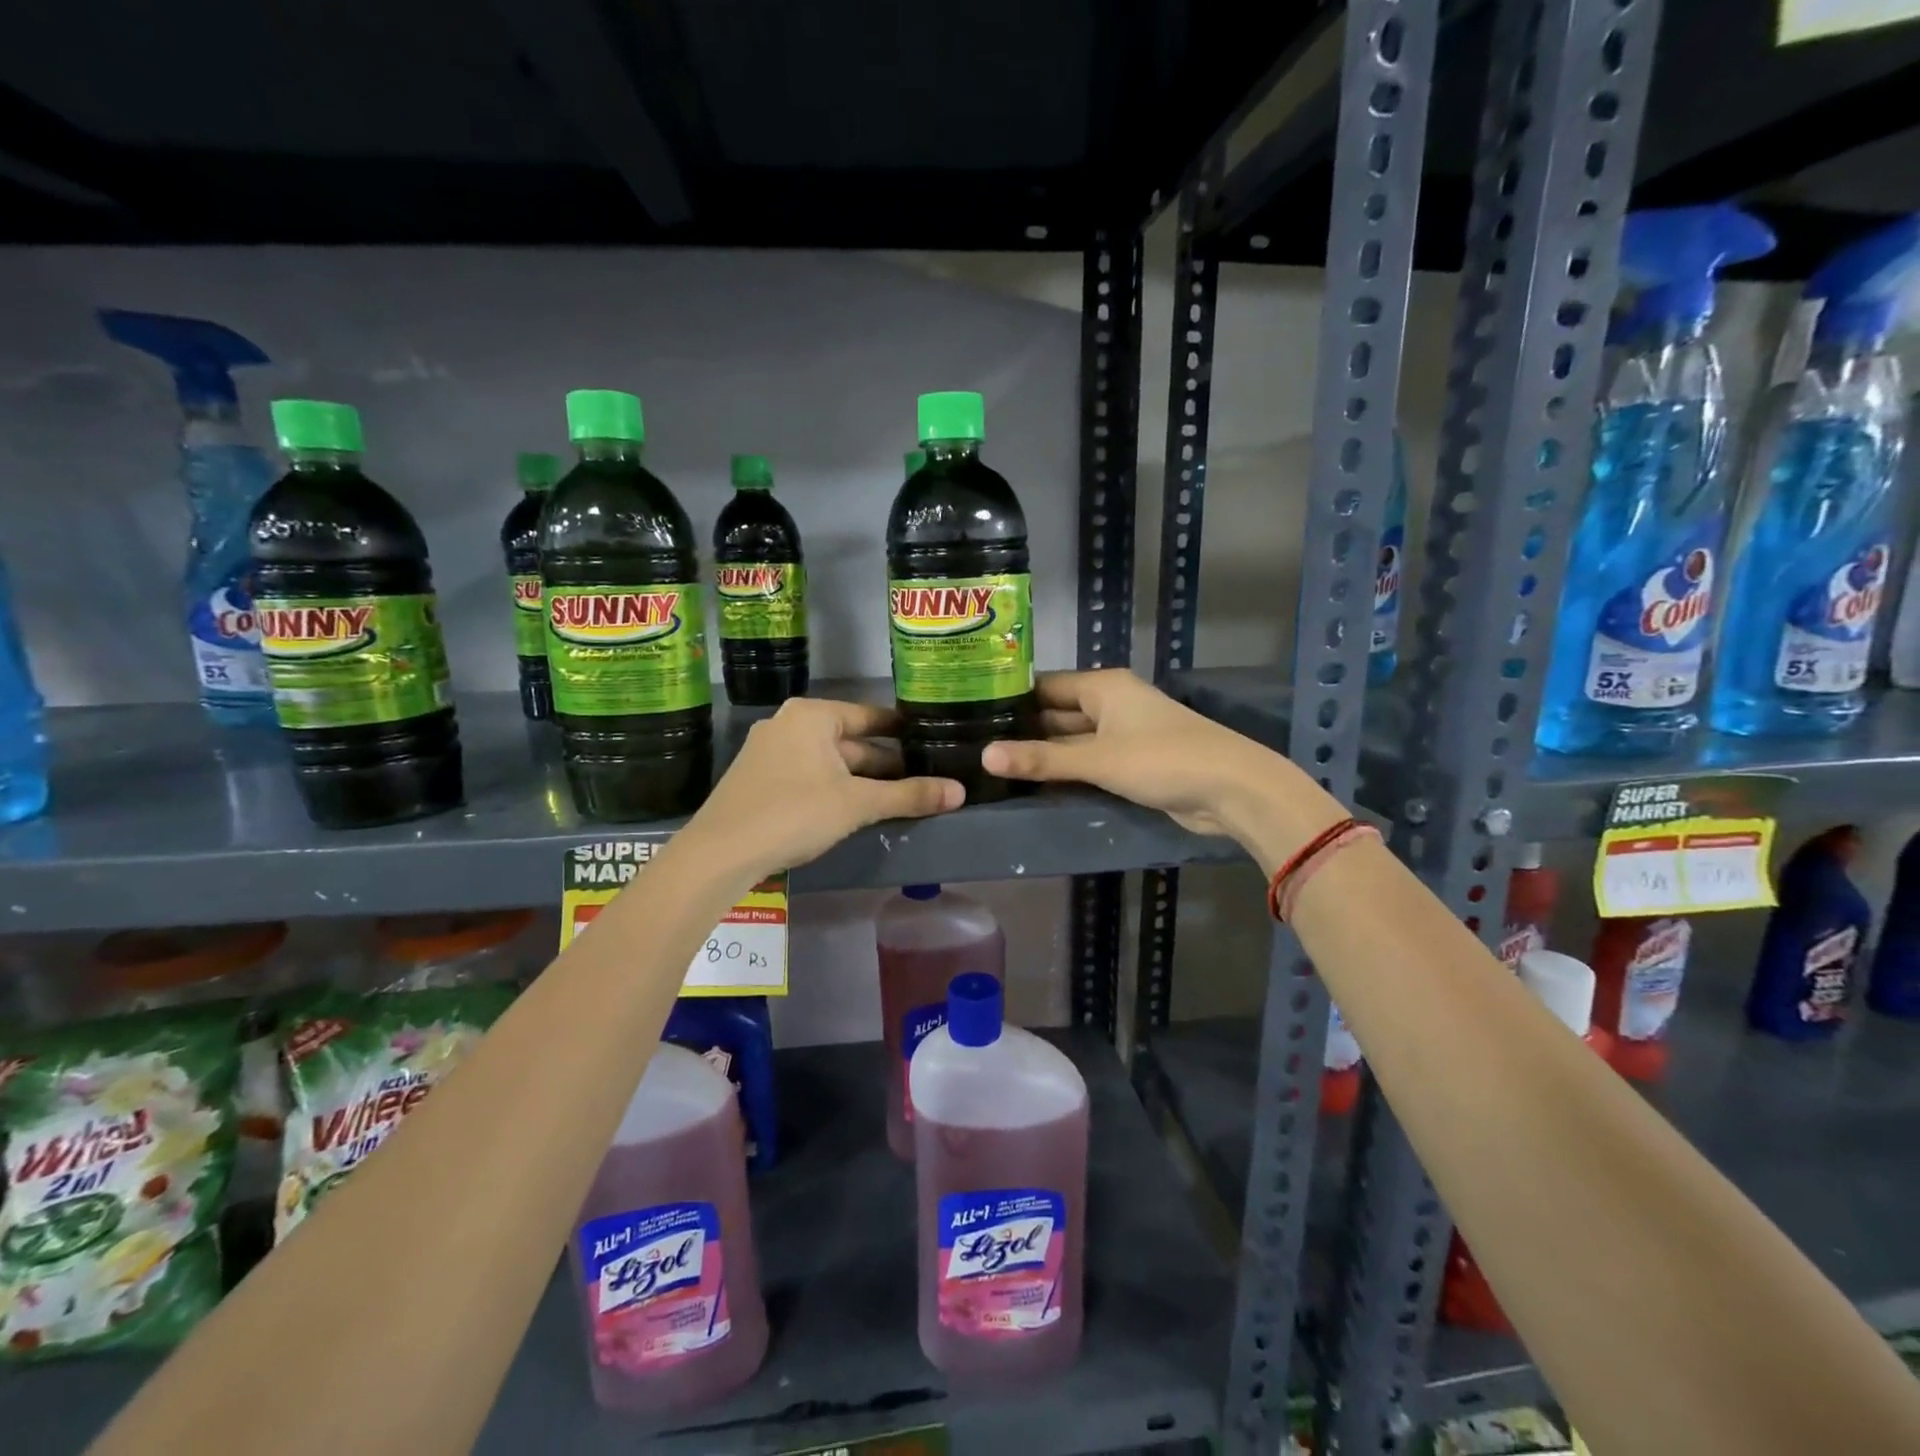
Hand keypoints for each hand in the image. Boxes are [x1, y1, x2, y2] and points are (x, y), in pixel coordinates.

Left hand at [679, 698, 963, 881]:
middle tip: (924, 778)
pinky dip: (836, 788)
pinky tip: (855, 810)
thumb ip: (909, 795)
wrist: (719, 853)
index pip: (871, 716)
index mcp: (813, 716)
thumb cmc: (794, 813)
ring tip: (899, 797)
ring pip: (830, 761)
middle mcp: (789, 724)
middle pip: (851, 740)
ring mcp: (770, 752)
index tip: (931, 741)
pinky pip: (810, 775)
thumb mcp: (858, 804)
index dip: (902, 731)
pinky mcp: (759, 780)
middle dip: (885, 762)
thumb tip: (959, 792)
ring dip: (862, 779)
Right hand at [981, 670, 1343, 855]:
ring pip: (1071, 742)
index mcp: (1102, 686)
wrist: (1231, 790)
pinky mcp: (1131, 763)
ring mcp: (1122, 734)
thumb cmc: (1162, 759)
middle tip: (974, 747)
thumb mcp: (1097, 759)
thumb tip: (984, 757)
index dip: (1010, 699)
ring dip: (1044, 756)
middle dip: (1023, 731)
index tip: (970, 714)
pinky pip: (1088, 762)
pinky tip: (1034, 785)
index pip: (1044, 686)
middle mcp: (1110, 703)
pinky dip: (1066, 772)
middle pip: (1056, 714)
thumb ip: (1041, 760)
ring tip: (994, 768)